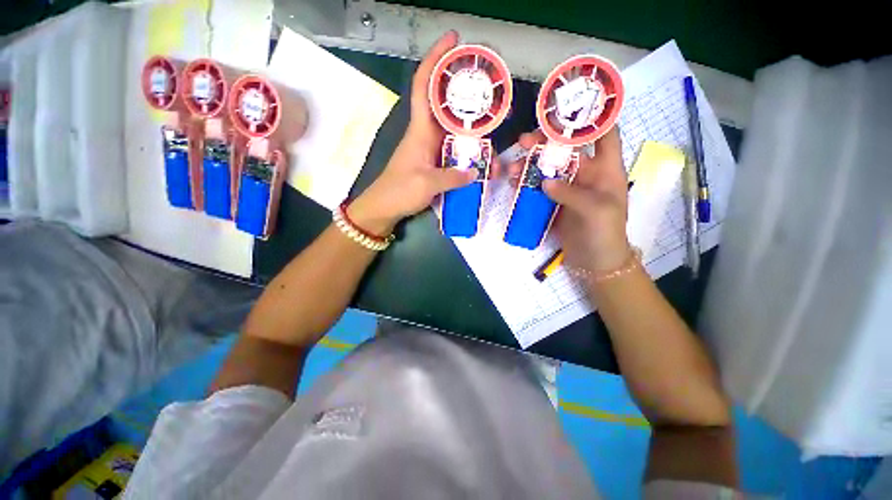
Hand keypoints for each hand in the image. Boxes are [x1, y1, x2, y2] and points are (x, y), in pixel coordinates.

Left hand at [349, 31, 475, 234]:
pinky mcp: (434, 162)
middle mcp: (426, 134)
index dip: (435, 61)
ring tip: (492, 121)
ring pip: (452, 128)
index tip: (452, 41)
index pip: (424, 87)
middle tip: (489, 87)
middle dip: (464, 91)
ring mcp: (430, 148)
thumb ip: (452, 177)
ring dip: (471, 125)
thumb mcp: (427, 184)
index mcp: (420, 131)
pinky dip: (467, 148)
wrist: (384, 208)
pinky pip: (453, 148)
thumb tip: (475, 171)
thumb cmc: (399, 192)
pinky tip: (481, 152)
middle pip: (445, 104)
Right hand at [507, 129, 629, 271]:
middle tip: (523, 141)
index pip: (604, 134)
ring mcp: (567, 188)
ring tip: (512, 168)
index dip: (592, 118)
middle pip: (566, 149)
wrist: (594, 261)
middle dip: (545, 142)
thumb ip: (572, 194)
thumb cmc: (605, 234)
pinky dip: (525, 184)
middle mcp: (586, 174)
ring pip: (547, 168)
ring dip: (530, 165)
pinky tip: (514, 183)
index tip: (569, 107)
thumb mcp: (596, 211)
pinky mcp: (553, 202)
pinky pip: (538, 188)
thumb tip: (545, 182)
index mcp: (606, 169)